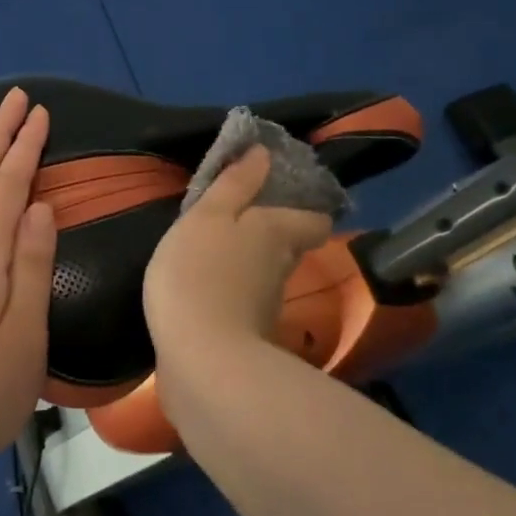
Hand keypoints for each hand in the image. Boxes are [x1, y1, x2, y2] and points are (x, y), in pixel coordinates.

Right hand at [142, 146, 331, 363]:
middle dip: (271, 231)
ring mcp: (266, 307)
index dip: (306, 206)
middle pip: (291, 245)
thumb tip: (264, 152)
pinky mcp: (245, 336)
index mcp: (278, 233)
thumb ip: (235, 184)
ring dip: (247, 262)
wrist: (201, 362)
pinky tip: (204, 286)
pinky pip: (244, 301)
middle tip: (237, 217)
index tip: (281, 195)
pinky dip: (230, 291)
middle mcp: (282, 268)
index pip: (315, 219)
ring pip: (266, 273)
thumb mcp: (209, 216)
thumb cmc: (200, 273)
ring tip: (214, 249)